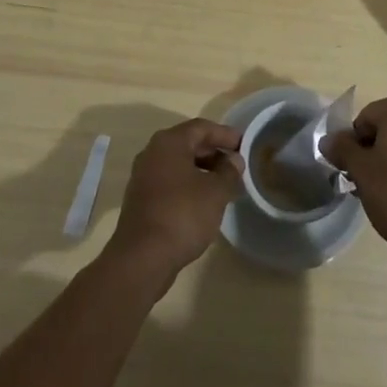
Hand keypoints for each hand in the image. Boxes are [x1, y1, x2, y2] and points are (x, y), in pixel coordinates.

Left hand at [105, 118, 242, 286]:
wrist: (142, 258)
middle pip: (188, 144)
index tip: (244, 144)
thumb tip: (234, 160)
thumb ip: (229, 172)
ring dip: (202, 171)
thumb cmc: (182, 215)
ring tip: (224, 185)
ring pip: (179, 165)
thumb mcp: (215, 192)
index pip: (201, 127)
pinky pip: (170, 182)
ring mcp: (143, 177)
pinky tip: (204, 203)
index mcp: (169, 142)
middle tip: (236, 165)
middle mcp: (152, 153)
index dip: (225, 134)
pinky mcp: (141, 200)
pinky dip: (189, 185)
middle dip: (214, 153)